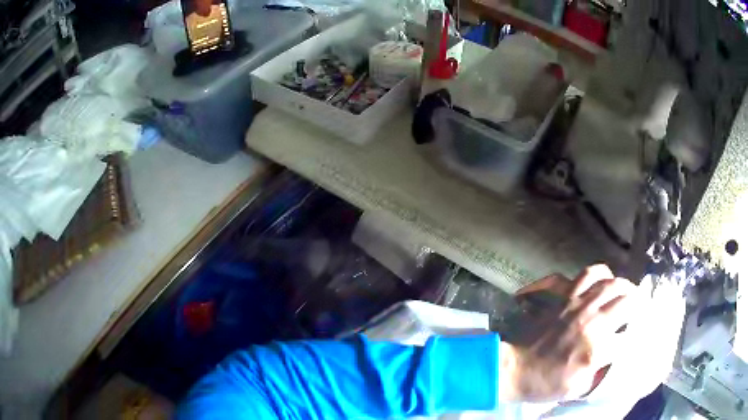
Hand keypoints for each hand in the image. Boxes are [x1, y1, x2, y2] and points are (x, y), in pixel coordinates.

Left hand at [498, 265, 635, 402]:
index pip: (628, 337)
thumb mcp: (578, 388)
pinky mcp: (566, 296)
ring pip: (611, 283)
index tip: (639, 336)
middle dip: (637, 304)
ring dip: (624, 286)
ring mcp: (578, 304)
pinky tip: (605, 279)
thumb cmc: (546, 383)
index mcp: (596, 349)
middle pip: (626, 301)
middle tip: (639, 308)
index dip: (636, 337)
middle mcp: (592, 321)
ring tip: (628, 292)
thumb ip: (602, 372)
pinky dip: (600, 273)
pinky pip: (587, 274)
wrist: (515, 368)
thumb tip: (618, 355)